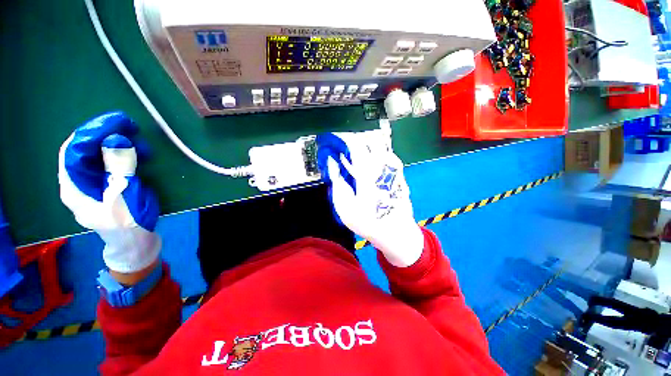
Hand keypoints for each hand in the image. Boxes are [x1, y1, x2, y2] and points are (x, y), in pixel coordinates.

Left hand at [58, 112, 160, 273]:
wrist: (135, 242)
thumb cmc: (127, 223)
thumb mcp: (124, 196)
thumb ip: (118, 168)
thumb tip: (117, 140)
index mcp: (74, 186)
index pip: (75, 148)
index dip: (93, 131)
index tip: (118, 121)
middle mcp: (78, 180)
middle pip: (85, 149)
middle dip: (107, 135)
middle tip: (132, 129)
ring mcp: (92, 182)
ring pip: (98, 154)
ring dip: (118, 145)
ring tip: (142, 145)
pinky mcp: (107, 183)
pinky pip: (110, 162)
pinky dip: (124, 154)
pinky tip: (140, 155)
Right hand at [317, 131, 423, 266]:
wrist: (395, 232)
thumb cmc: (368, 221)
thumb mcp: (345, 206)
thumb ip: (337, 181)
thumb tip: (332, 163)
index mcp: (368, 172)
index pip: (356, 143)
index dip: (344, 137)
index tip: (335, 138)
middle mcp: (383, 165)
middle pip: (371, 138)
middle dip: (356, 138)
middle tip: (345, 147)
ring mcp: (394, 168)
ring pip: (381, 145)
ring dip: (367, 145)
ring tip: (356, 156)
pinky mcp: (399, 173)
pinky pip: (387, 154)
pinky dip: (375, 153)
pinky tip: (369, 165)